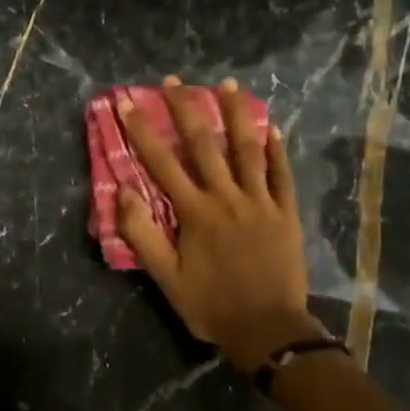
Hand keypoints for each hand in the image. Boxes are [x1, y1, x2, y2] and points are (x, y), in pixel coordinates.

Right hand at [117, 77, 323, 370]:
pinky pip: (281, 174)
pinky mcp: (286, 213)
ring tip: (228, 84)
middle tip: (175, 80)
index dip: (142, 130)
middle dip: (186, 108)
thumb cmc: (210, 305)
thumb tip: (123, 191)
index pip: (162, 162)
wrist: (268, 330)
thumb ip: (143, 233)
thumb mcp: (166, 278)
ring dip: (236, 114)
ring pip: (247, 149)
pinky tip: (271, 126)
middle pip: (205, 144)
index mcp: (195, 212)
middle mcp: (227, 197)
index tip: (127, 102)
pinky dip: (276, 149)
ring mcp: (261, 202)